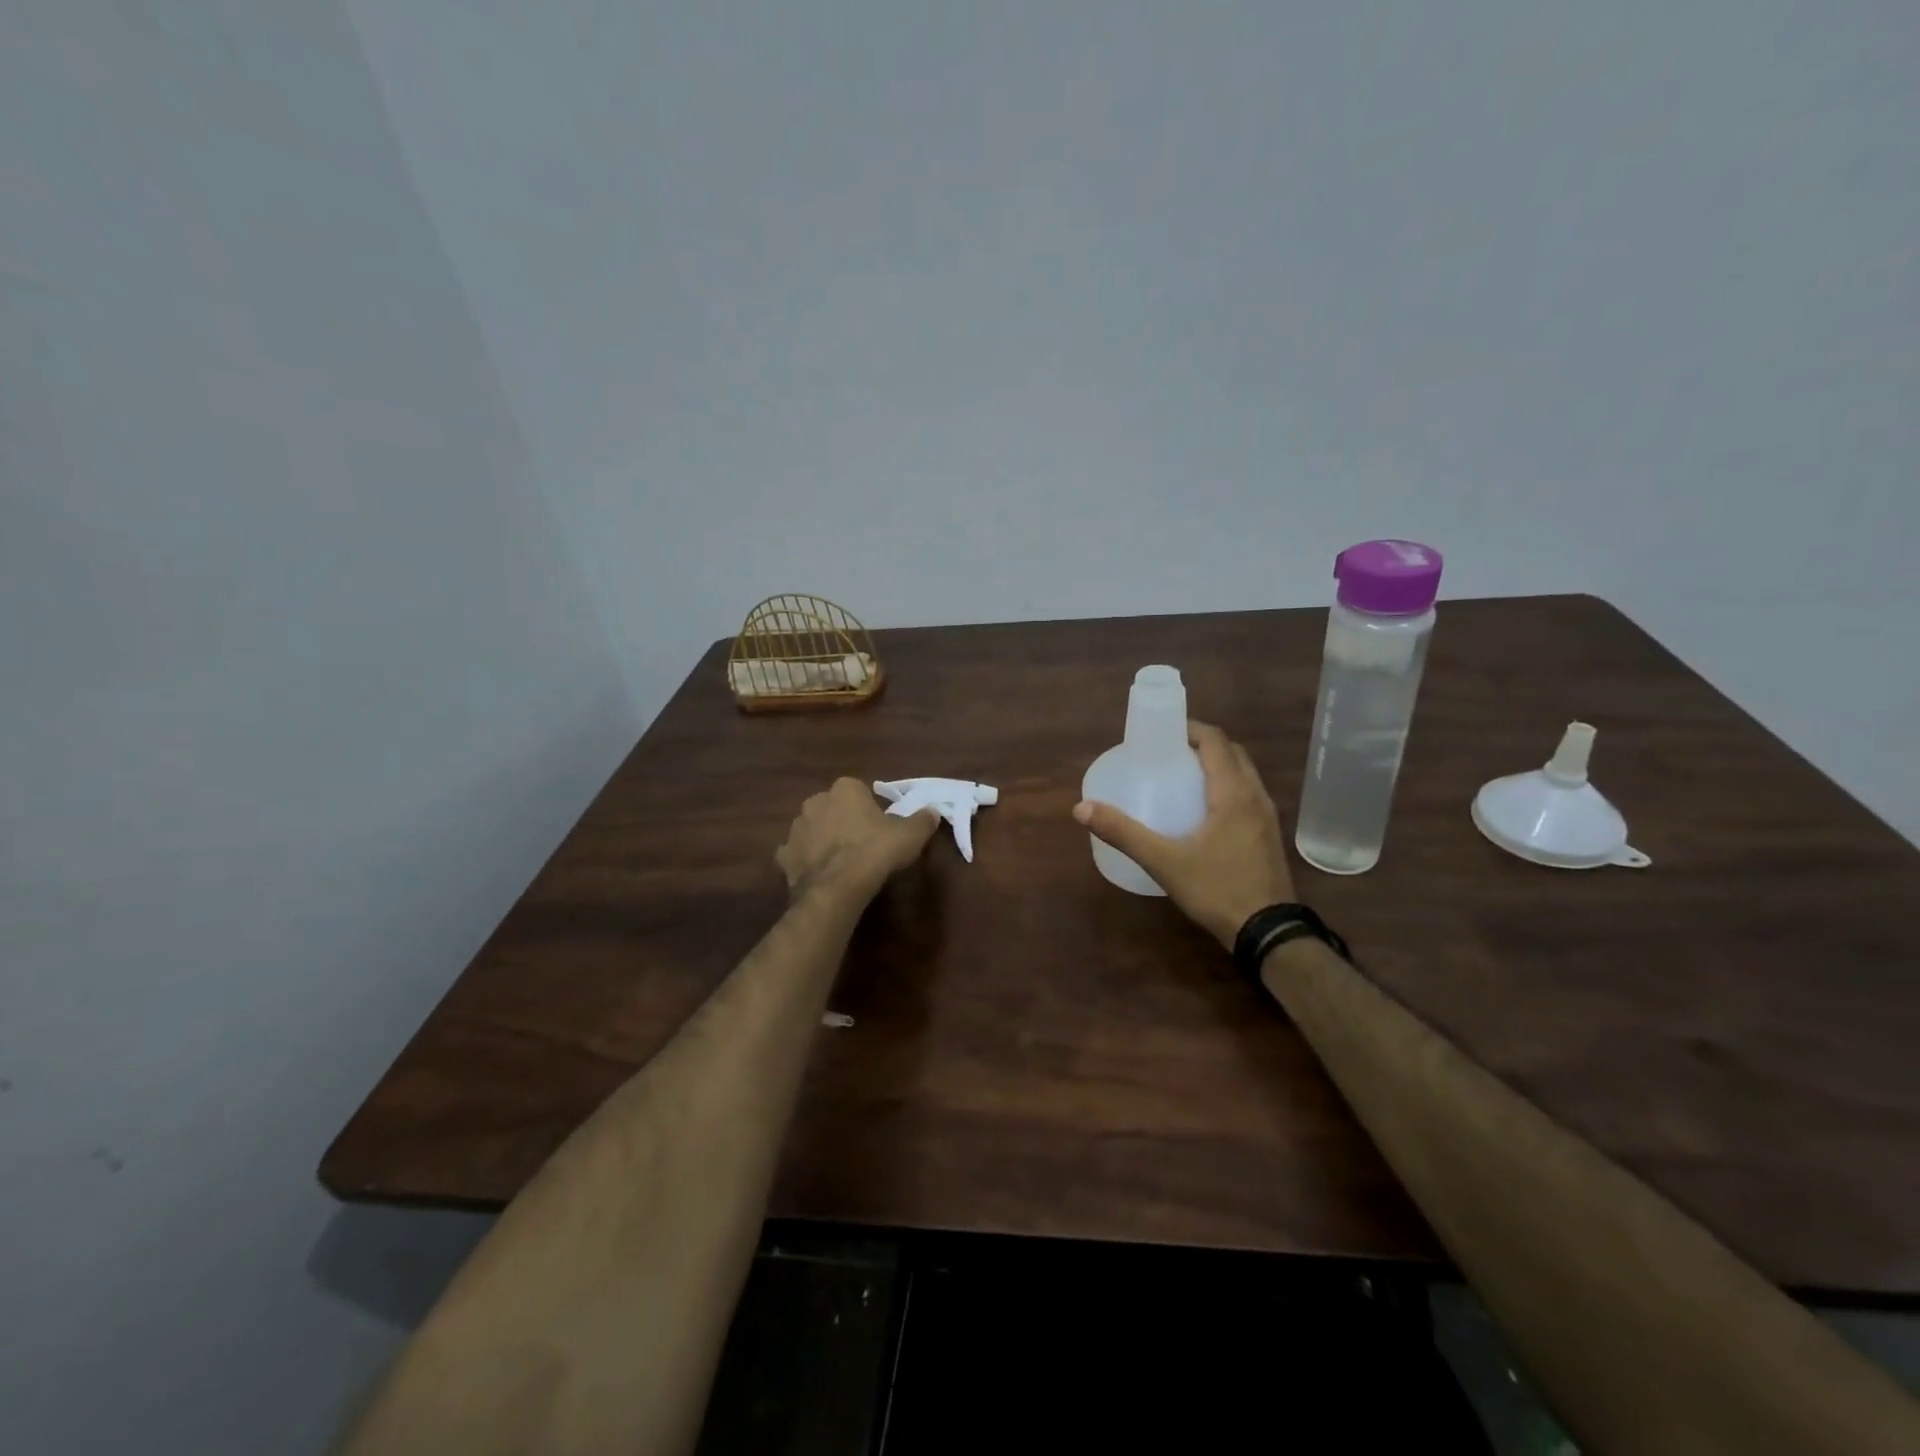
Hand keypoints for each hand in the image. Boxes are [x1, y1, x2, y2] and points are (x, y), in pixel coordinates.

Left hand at [777, 778, 940, 901]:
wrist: (838, 888)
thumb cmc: (876, 851)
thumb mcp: (911, 835)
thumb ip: (923, 820)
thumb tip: (932, 812)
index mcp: (845, 789)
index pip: (859, 791)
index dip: (870, 809)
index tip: (881, 828)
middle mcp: (815, 801)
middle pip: (833, 808)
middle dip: (844, 821)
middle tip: (863, 844)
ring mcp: (796, 829)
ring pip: (813, 830)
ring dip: (824, 840)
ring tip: (843, 863)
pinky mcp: (784, 856)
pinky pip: (799, 854)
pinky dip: (808, 862)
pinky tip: (823, 876)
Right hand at [1074, 721, 1295, 949]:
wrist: (1269, 933)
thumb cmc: (1217, 889)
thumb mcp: (1164, 861)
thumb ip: (1124, 833)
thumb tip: (1082, 808)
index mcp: (1234, 793)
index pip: (1216, 741)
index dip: (1191, 729)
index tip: (1163, 732)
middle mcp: (1256, 797)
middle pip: (1233, 754)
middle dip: (1203, 745)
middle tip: (1169, 753)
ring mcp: (1268, 818)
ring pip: (1244, 775)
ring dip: (1218, 766)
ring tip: (1184, 777)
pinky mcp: (1269, 837)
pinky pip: (1248, 796)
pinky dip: (1227, 788)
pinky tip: (1204, 812)